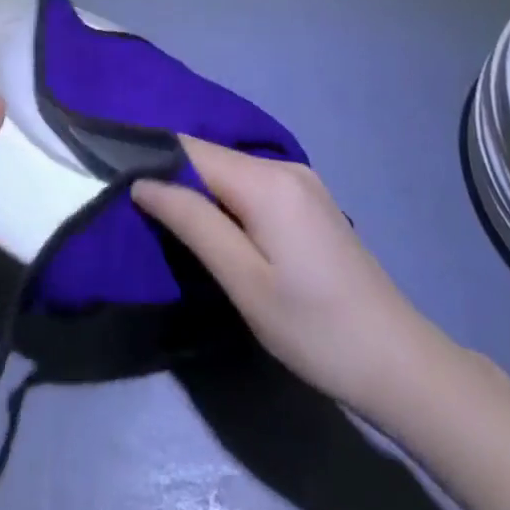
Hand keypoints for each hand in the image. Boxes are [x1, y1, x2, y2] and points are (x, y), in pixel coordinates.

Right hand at [133, 138, 456, 417]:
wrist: (397, 361)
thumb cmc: (314, 328)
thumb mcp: (244, 281)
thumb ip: (193, 223)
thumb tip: (144, 182)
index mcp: (267, 181)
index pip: (192, 148)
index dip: (151, 154)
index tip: (113, 169)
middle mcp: (284, 166)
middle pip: (212, 156)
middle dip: (172, 171)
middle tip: (132, 199)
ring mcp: (302, 182)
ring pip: (232, 170)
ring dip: (198, 186)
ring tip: (163, 211)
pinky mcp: (310, 202)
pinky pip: (253, 184)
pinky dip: (225, 196)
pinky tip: (212, 220)